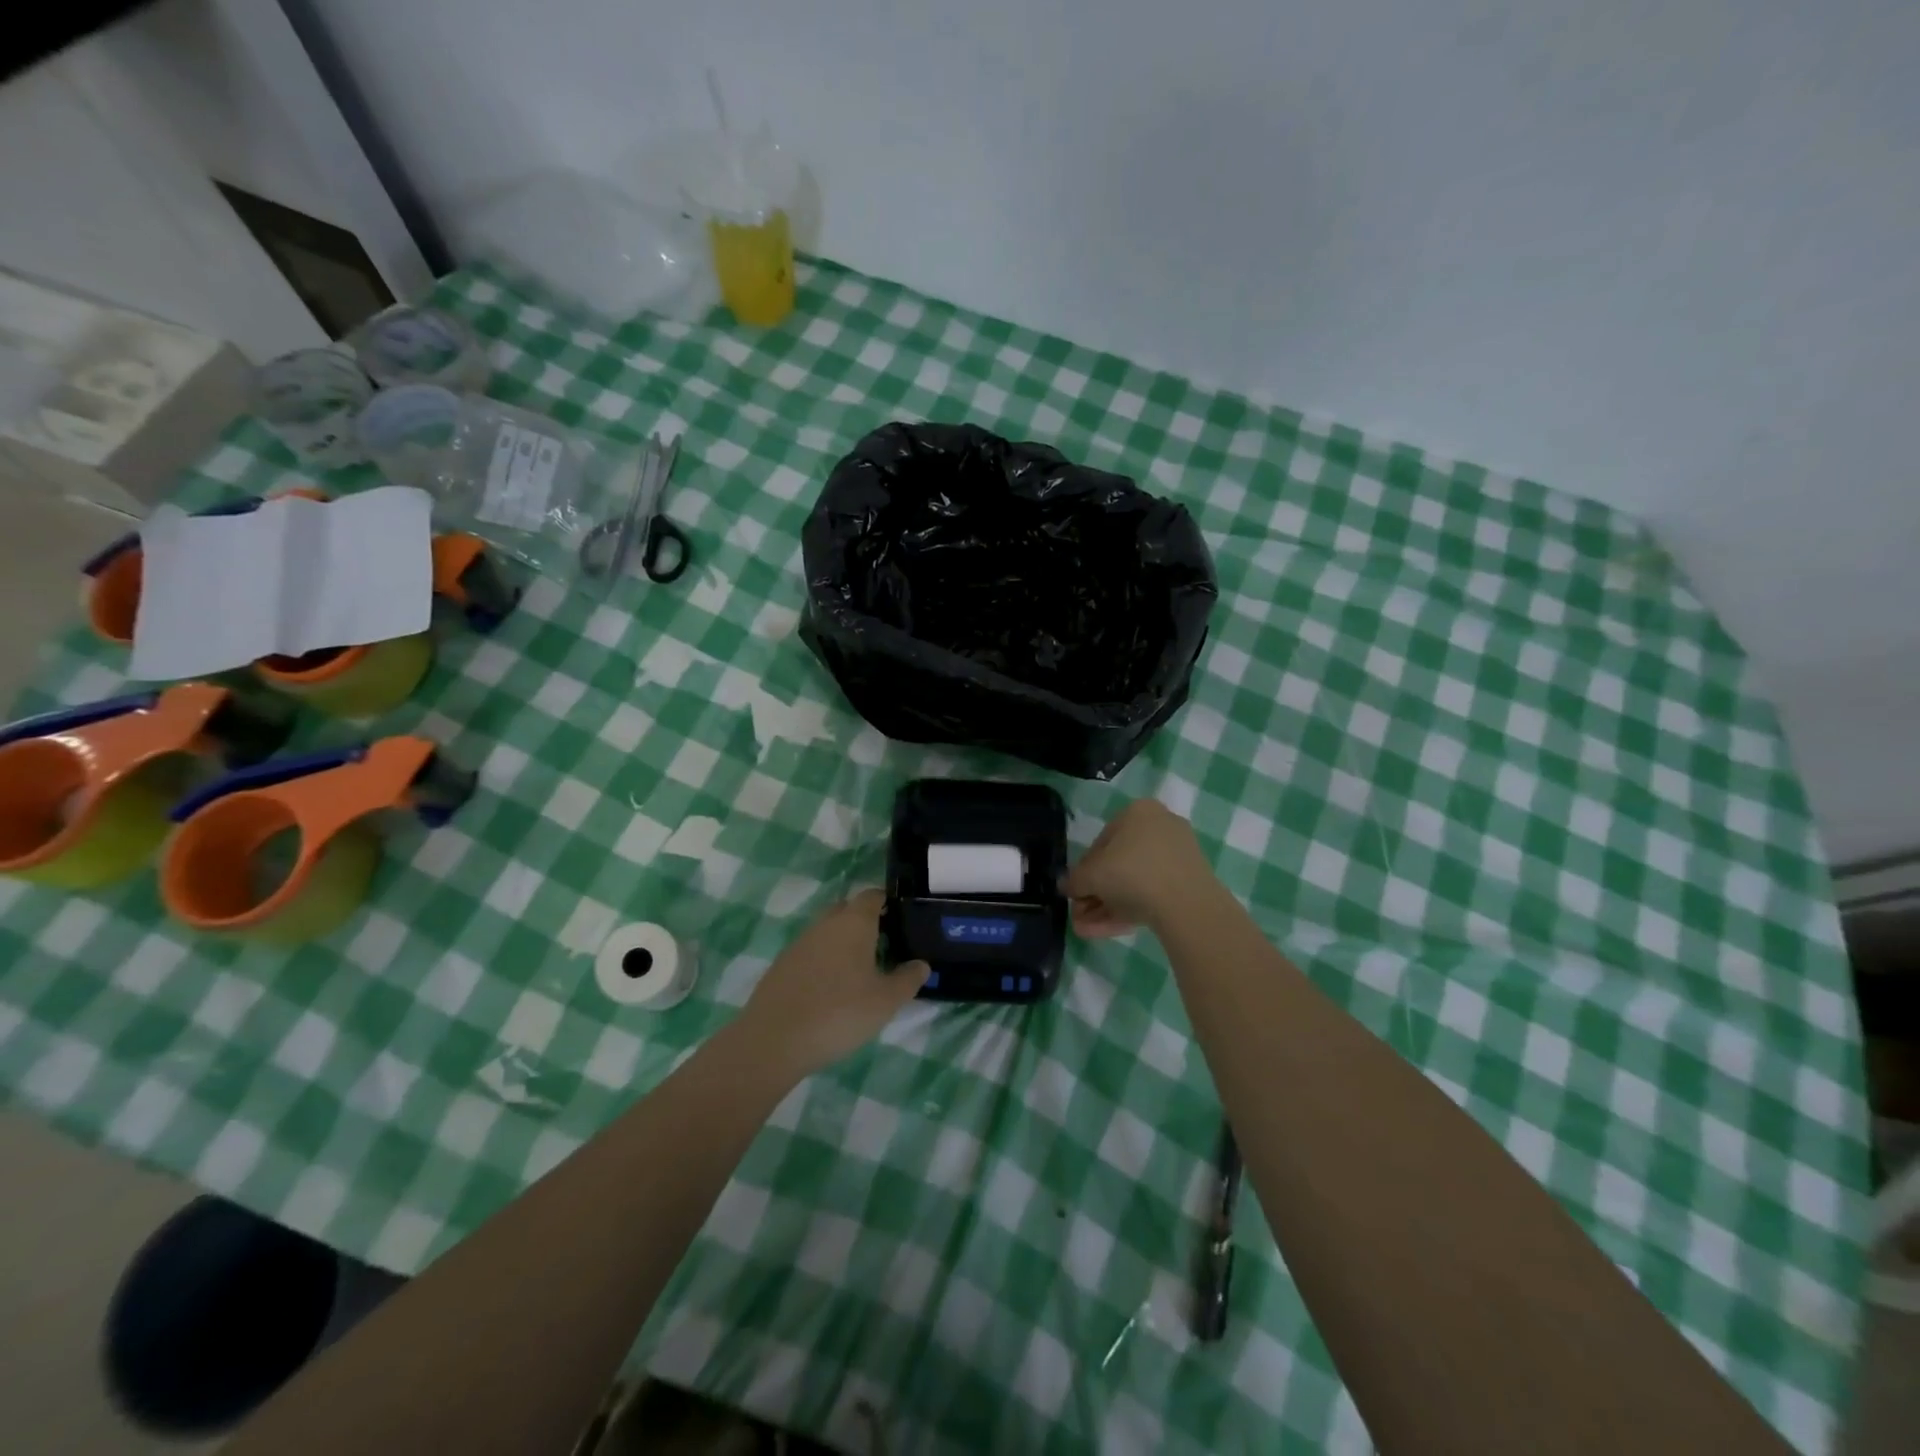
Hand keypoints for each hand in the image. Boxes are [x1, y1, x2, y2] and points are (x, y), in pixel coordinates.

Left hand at [737, 889, 928, 1078]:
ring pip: (827, 931)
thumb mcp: (886, 1001)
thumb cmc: (839, 1013)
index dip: (887, 901)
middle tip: (884, 944)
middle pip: (847, 909)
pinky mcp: (782, 965)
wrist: (774, 1040)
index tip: (901, 918)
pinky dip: (824, 961)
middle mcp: (825, 924)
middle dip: (865, 920)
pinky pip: (811, 952)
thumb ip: (908, 979)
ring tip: (860, 970)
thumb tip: (921, 964)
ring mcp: (800, 943)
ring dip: (843, 942)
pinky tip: (831, 988)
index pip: (872, 896)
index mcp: (853, 923)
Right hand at [1063, 799, 1213, 936]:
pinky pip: (1153, 892)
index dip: (1084, 870)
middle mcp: (1160, 826)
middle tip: (1081, 915)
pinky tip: (1108, 930)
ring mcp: (1178, 855)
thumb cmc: (1131, 873)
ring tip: (1088, 930)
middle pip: (1119, 864)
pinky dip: (1130, 909)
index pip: (1101, 842)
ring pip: (1135, 882)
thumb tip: (1066, 886)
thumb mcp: (1090, 876)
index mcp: (1137, 812)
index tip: (1076, 892)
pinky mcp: (1190, 881)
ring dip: (1107, 906)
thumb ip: (1074, 880)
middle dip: (1096, 893)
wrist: (1186, 903)